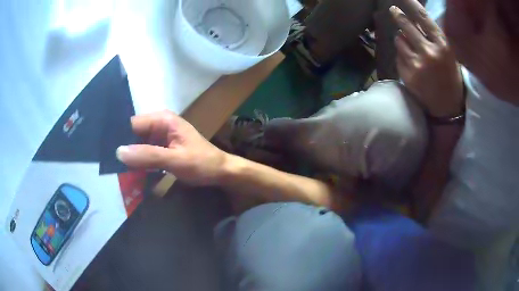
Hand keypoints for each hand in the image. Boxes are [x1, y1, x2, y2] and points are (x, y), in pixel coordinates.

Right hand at [116, 110, 227, 185]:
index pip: (132, 124)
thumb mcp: (176, 160)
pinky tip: (129, 174)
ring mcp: (160, 137)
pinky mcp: (162, 149)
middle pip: (133, 135)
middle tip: (109, 166)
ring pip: (137, 145)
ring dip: (129, 158)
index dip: (119, 137)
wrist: (221, 172)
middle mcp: (159, 124)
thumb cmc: (203, 163)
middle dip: (123, 149)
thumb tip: (119, 152)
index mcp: (162, 119)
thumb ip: (148, 156)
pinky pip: (145, 154)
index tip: (105, 153)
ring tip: (115, 172)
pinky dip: (138, 163)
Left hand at [390, 0, 463, 117]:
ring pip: (399, 40)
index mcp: (442, 46)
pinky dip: (402, 55)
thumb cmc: (451, 80)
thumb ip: (434, 38)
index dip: (411, 4)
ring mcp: (416, 64)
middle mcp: (428, 52)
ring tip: (410, 46)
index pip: (423, 17)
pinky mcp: (407, 74)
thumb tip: (417, 21)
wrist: (447, 110)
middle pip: (406, 25)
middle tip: (393, 10)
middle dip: (398, 15)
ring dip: (401, 39)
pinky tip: (411, 63)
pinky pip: (398, 56)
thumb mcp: (449, 55)